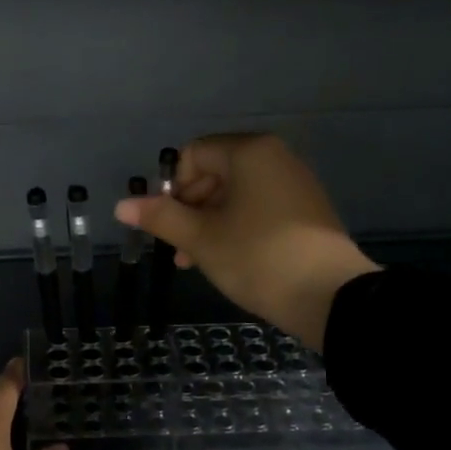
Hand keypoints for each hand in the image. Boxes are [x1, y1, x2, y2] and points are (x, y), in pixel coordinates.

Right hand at [114, 134, 378, 351]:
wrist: (329, 297)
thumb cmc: (257, 258)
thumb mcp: (201, 239)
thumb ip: (161, 218)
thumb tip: (121, 205)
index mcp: (249, 152)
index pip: (193, 154)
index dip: (173, 188)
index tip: (171, 225)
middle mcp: (275, 157)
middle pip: (215, 171)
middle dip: (190, 208)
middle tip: (181, 248)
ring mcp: (295, 184)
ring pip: (236, 194)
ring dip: (210, 223)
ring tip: (199, 262)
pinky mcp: (307, 210)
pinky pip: (260, 207)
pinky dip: (238, 227)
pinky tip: (231, 260)